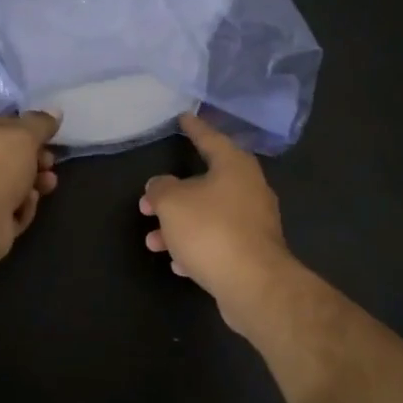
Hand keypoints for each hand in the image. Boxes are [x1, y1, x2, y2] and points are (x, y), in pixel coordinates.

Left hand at [0, 112, 60, 267]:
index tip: (46, 137)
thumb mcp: (22, 135)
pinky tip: (26, 206)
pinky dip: (20, 207)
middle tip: (49, 162)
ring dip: (32, 183)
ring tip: (48, 184)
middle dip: (32, 160)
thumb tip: (55, 111)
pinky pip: (6, 210)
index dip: (22, 130)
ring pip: (7, 185)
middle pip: (3, 157)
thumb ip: (40, 123)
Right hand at [140, 113, 294, 324]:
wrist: (253, 284)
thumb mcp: (172, 203)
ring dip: (179, 227)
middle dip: (173, 196)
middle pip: (205, 183)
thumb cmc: (210, 230)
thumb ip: (160, 189)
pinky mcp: (253, 252)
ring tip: (153, 242)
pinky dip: (196, 248)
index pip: (210, 138)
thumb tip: (160, 185)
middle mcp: (249, 189)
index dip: (193, 128)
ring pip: (208, 216)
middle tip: (148, 203)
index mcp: (234, 166)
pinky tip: (178, 264)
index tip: (183, 117)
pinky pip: (218, 242)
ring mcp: (254, 222)